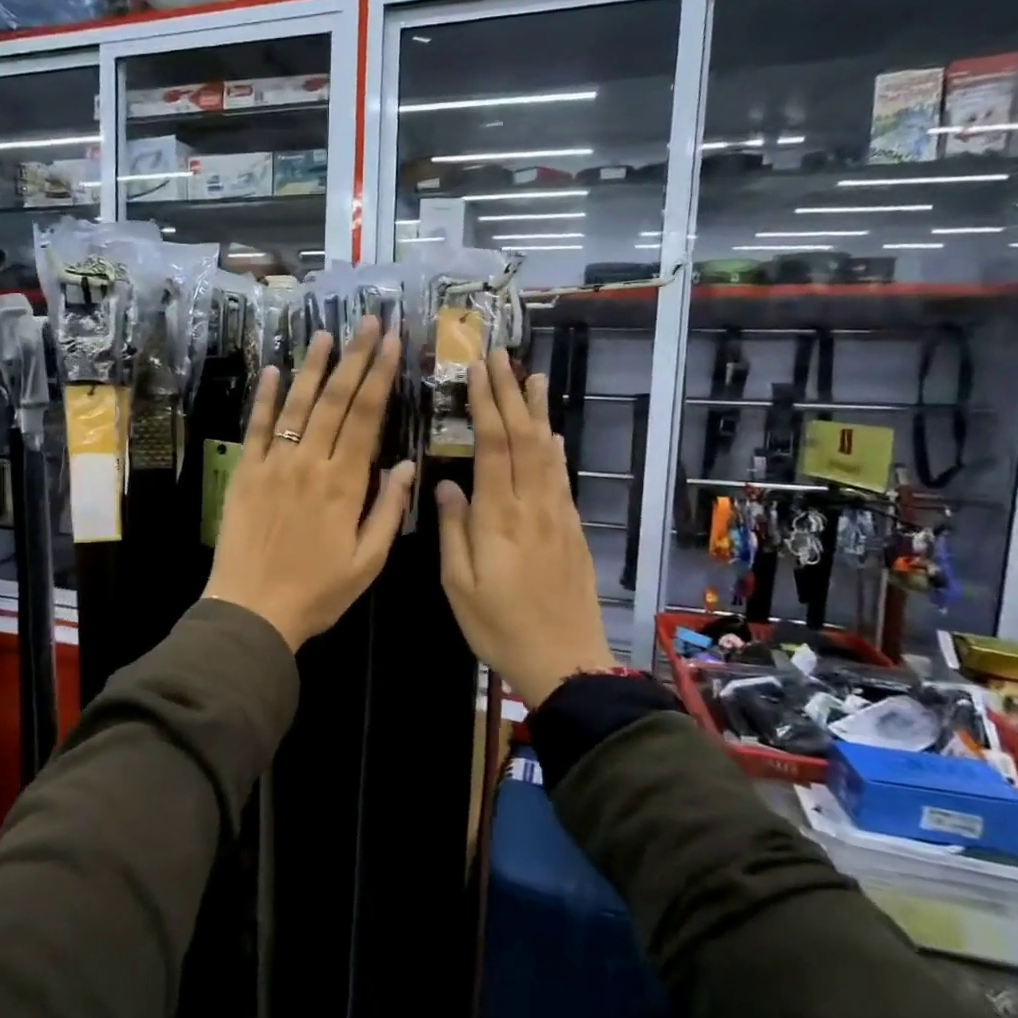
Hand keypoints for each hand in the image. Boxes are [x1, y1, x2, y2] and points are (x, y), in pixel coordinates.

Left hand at [204, 317, 415, 651]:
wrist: (251, 610)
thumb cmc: (316, 592)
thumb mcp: (367, 562)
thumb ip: (387, 510)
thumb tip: (404, 464)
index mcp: (344, 484)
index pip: (366, 417)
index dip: (380, 376)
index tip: (391, 343)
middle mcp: (309, 463)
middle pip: (336, 400)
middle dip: (354, 357)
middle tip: (368, 322)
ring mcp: (273, 464)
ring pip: (296, 405)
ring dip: (312, 367)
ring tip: (326, 334)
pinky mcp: (245, 473)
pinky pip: (255, 428)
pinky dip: (262, 398)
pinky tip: (271, 370)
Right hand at [435, 350, 613, 709]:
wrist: (565, 660)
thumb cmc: (500, 626)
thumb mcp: (459, 584)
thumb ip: (453, 529)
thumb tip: (445, 483)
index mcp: (499, 516)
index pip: (493, 445)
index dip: (486, 403)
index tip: (478, 370)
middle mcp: (532, 505)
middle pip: (523, 437)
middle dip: (510, 393)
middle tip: (499, 356)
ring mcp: (557, 514)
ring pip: (547, 450)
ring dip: (537, 410)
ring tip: (531, 376)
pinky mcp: (571, 528)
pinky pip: (561, 476)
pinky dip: (554, 447)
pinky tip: (550, 433)